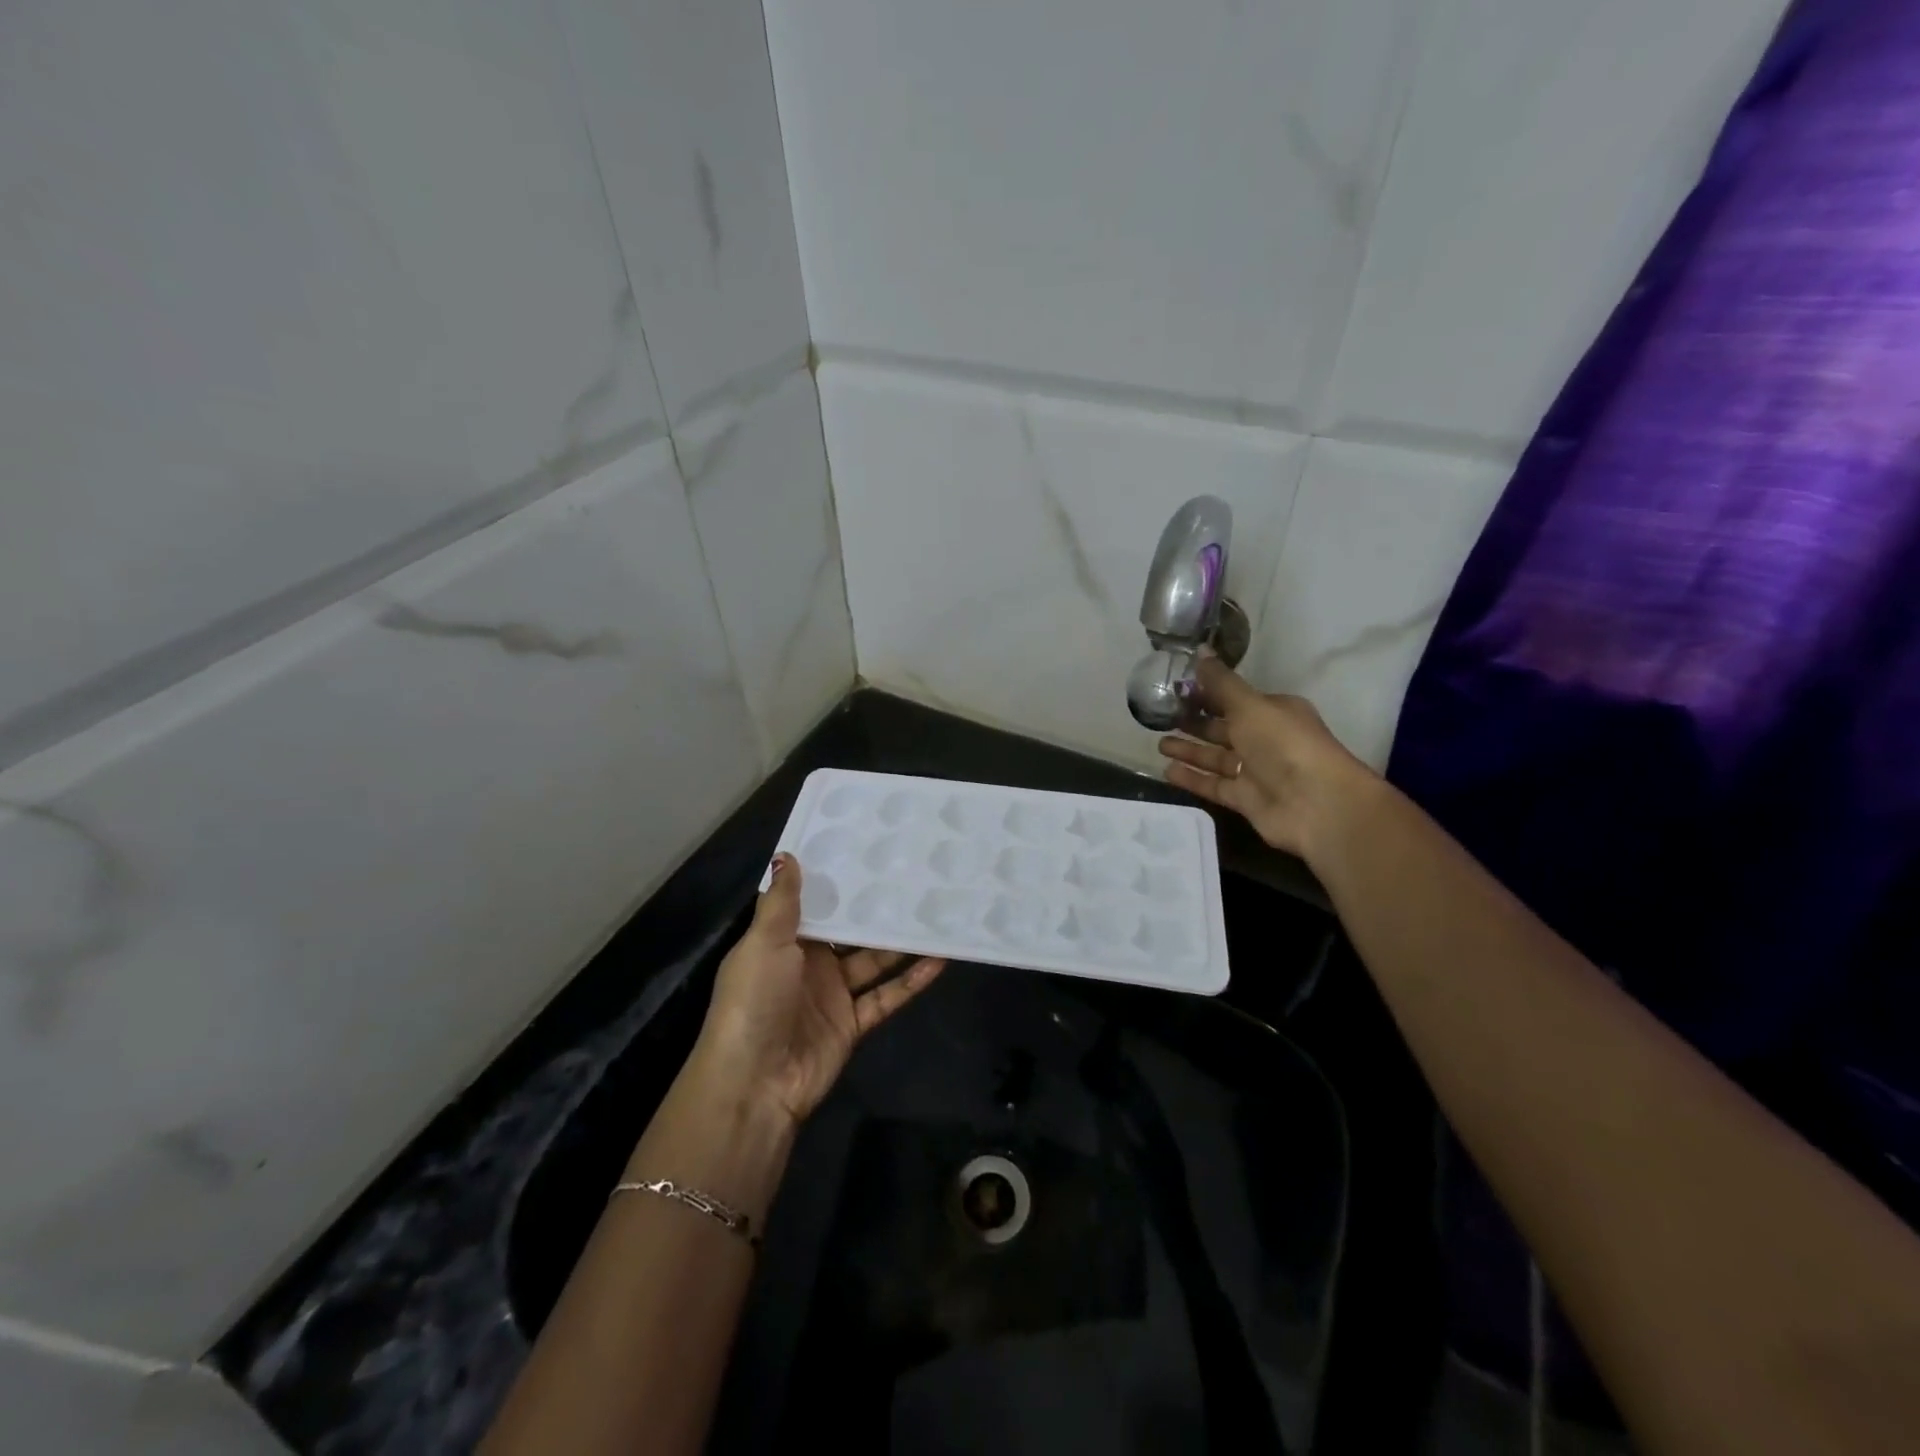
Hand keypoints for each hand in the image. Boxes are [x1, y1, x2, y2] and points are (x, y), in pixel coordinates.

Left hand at [689, 855, 945, 1126]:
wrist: (755, 1084)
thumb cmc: (754, 1001)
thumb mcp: (763, 944)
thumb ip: (782, 902)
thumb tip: (786, 854)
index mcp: (781, 941)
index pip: (814, 904)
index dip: (838, 880)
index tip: (868, 849)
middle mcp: (808, 963)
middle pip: (849, 931)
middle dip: (875, 909)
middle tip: (913, 876)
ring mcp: (833, 994)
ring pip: (874, 960)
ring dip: (901, 942)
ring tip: (934, 912)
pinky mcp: (853, 1023)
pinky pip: (886, 996)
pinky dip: (911, 981)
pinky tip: (939, 960)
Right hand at [1157, 657, 1377, 861]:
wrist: (1316, 803)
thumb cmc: (1284, 744)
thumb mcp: (1249, 705)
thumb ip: (1221, 682)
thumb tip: (1200, 650)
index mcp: (1274, 711)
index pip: (1235, 699)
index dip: (1207, 694)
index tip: (1176, 690)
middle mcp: (1266, 739)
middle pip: (1224, 729)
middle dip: (1195, 723)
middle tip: (1161, 718)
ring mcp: (1256, 772)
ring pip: (1216, 758)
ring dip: (1189, 751)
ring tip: (1159, 744)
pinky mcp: (1247, 799)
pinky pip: (1214, 785)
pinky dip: (1193, 778)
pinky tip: (1167, 771)